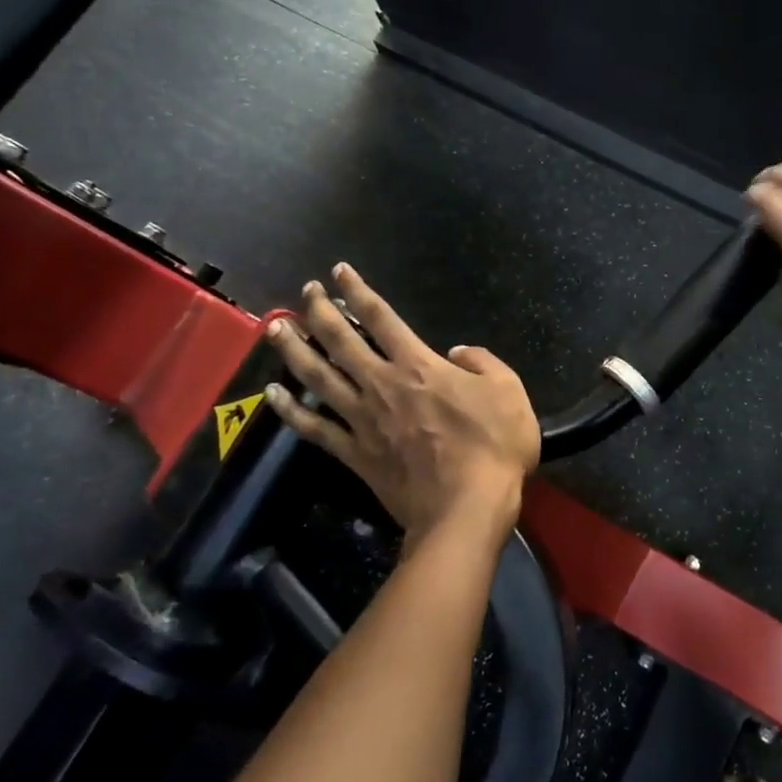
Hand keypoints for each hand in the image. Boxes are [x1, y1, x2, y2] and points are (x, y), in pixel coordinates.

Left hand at [263, 264, 540, 547]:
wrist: (467, 508)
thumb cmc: (494, 446)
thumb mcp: (508, 390)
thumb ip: (481, 362)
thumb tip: (456, 352)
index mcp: (419, 365)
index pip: (381, 318)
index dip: (358, 291)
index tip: (338, 273)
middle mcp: (383, 385)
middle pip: (341, 341)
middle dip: (320, 312)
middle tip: (304, 293)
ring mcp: (364, 420)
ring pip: (319, 378)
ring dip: (295, 351)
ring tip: (275, 330)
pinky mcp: (356, 454)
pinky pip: (315, 429)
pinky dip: (290, 412)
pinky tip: (272, 395)